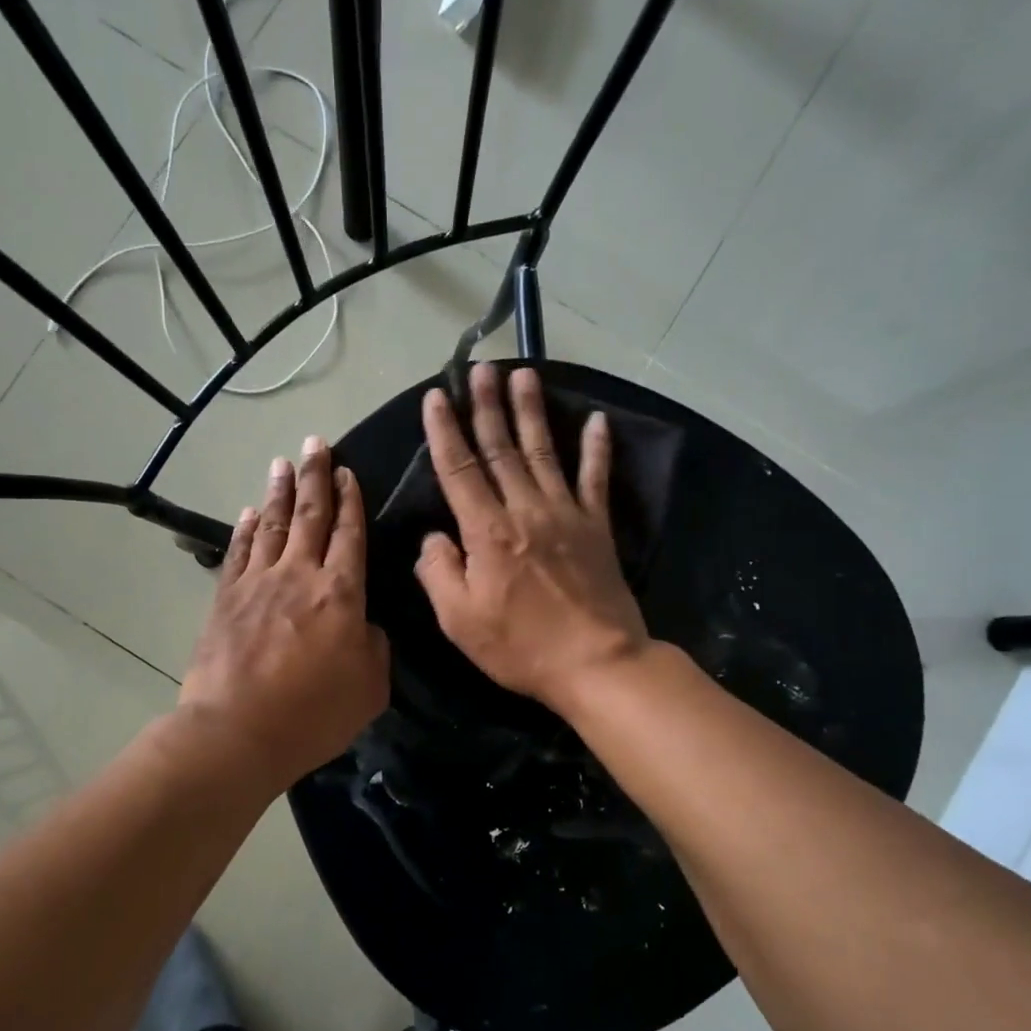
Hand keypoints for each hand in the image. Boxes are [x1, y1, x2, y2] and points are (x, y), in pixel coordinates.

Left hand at [180, 438, 390, 790]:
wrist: (237, 732)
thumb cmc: (313, 714)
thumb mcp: (370, 687)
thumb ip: (374, 646)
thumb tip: (363, 624)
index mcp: (341, 592)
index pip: (349, 533)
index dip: (350, 500)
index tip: (348, 472)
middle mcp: (299, 574)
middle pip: (310, 515)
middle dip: (315, 476)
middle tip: (316, 443)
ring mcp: (258, 583)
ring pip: (273, 525)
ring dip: (280, 492)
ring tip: (283, 463)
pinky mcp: (226, 598)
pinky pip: (239, 552)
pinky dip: (246, 529)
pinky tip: (250, 511)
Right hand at [414, 363, 649, 714]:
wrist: (597, 663)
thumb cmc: (520, 646)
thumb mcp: (459, 620)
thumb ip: (438, 572)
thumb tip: (433, 538)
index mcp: (487, 531)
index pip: (459, 469)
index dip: (445, 431)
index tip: (436, 396)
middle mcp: (525, 509)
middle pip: (501, 448)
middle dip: (487, 405)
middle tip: (481, 367)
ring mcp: (566, 514)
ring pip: (543, 451)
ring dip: (531, 411)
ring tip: (523, 374)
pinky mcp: (597, 527)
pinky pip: (596, 478)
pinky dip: (597, 447)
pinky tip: (597, 420)